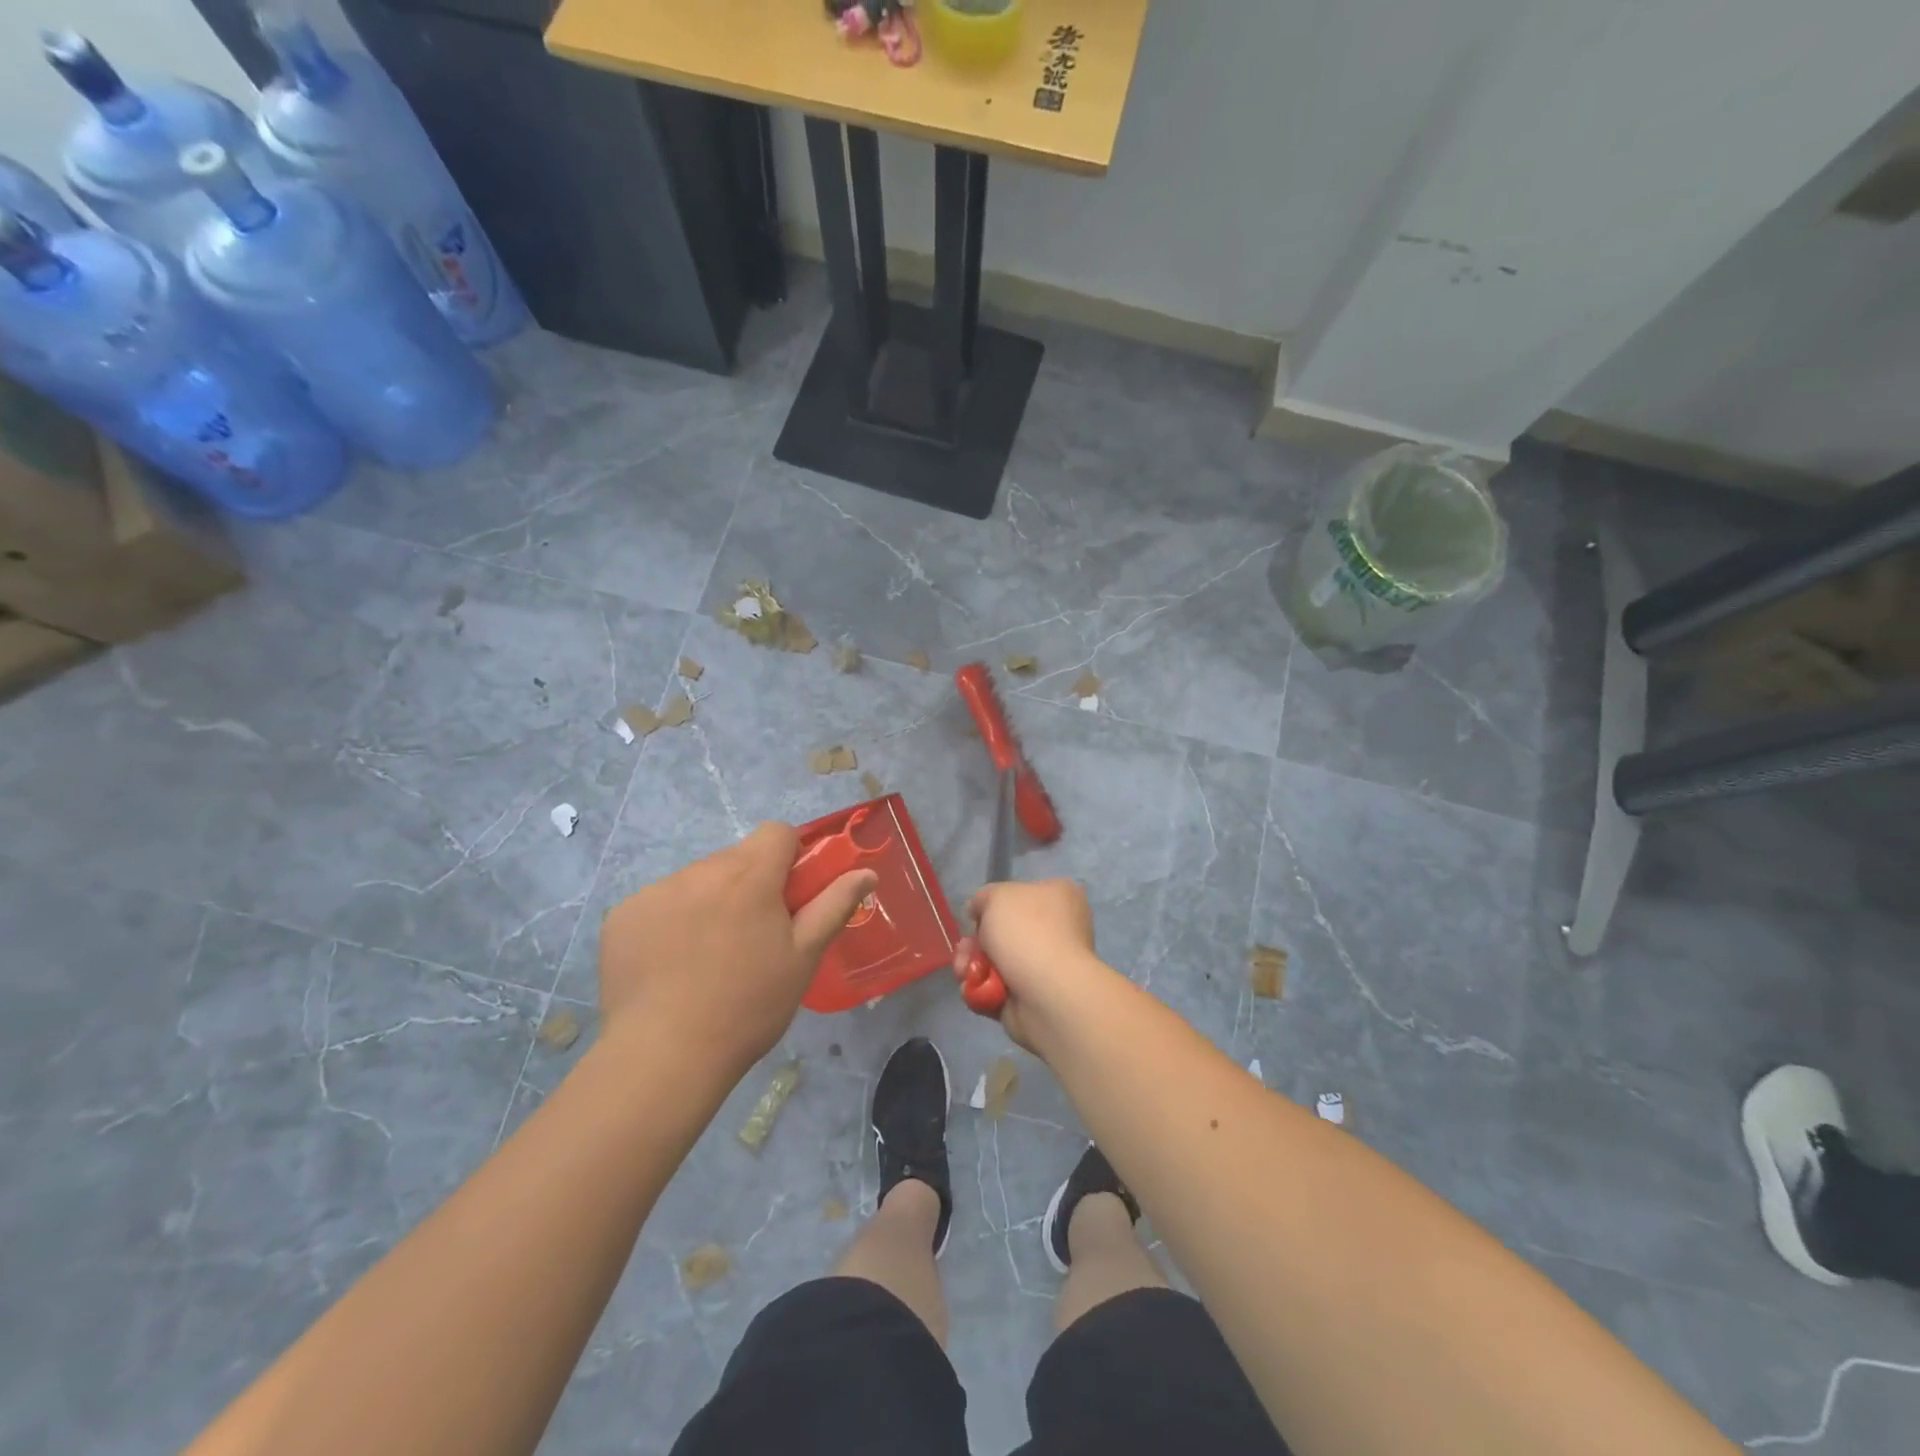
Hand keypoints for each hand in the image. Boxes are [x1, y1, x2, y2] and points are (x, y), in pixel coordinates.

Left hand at [599, 823, 875, 1073]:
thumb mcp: (802, 959)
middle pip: (736, 857)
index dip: (789, 856)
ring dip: (710, 900)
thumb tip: (866, 872)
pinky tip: (670, 963)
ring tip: (707, 956)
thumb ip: (834, 906)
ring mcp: (656, 891)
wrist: (664, 1057)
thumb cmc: (748, 1007)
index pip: (776, 832)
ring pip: (697, 879)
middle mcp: (700, 871)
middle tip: (751, 935)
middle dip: (749, 883)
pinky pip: (659, 902)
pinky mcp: (623, 915)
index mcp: (749, 877)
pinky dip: (671, 920)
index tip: (788, 895)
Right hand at [951, 878, 1117, 1055]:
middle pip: (1004, 931)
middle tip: (965, 948)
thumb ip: (984, 897)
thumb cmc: (1028, 932)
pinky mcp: (1033, 997)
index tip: (976, 915)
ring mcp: (1046, 967)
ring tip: (964, 971)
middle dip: (976, 942)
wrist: (1048, 994)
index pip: (1022, 894)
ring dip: (973, 965)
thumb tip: (979, 912)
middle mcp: (1058, 930)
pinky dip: (981, 989)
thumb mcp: (997, 896)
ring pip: (997, 961)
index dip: (994, 904)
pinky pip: (997, 988)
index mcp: (1060, 897)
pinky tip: (973, 988)